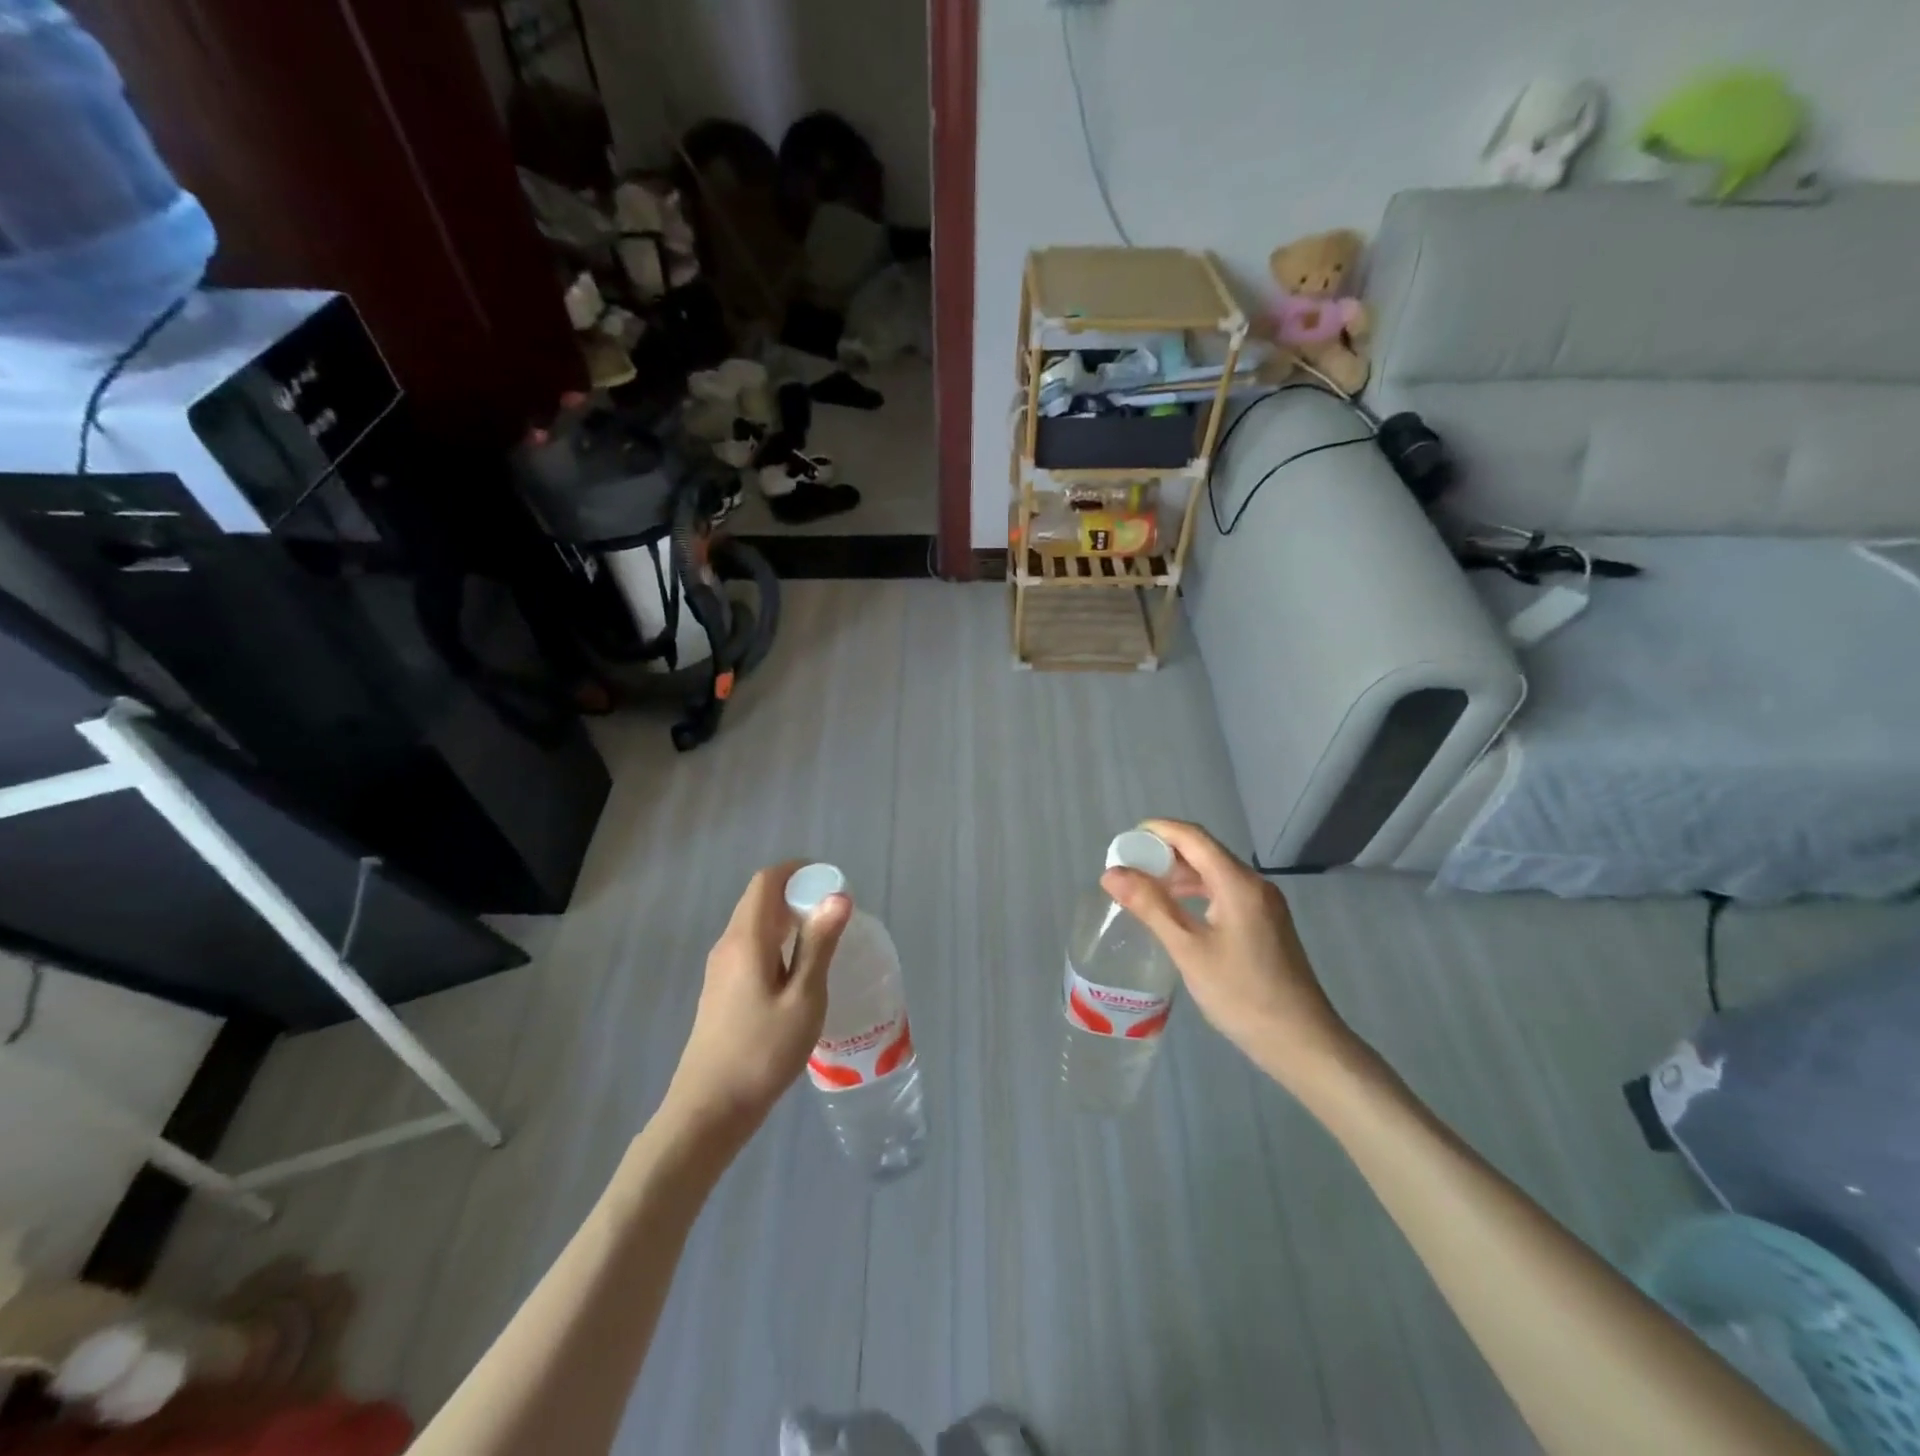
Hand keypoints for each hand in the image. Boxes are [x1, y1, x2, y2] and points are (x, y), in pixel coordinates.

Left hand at [663, 862, 850, 1144]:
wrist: (709, 1109)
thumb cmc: (762, 1052)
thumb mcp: (803, 998)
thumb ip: (819, 944)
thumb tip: (838, 897)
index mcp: (747, 939)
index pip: (767, 880)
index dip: (799, 870)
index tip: (832, 882)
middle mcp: (728, 944)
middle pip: (760, 899)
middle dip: (798, 893)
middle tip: (836, 913)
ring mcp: (720, 968)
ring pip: (756, 924)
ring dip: (788, 919)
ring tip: (824, 940)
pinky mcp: (721, 990)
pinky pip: (751, 947)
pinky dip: (777, 942)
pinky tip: (798, 972)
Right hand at [1102, 819, 1357, 1090]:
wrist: (1302, 1042)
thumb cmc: (1242, 994)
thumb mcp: (1188, 950)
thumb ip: (1150, 906)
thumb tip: (1112, 873)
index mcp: (1238, 883)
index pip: (1192, 836)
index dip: (1156, 831)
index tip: (1122, 844)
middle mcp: (1254, 884)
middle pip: (1204, 851)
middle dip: (1163, 853)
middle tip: (1127, 870)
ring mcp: (1263, 904)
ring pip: (1214, 872)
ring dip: (1179, 874)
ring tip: (1143, 890)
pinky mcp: (1265, 923)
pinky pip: (1224, 892)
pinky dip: (1196, 892)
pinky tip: (1176, 912)